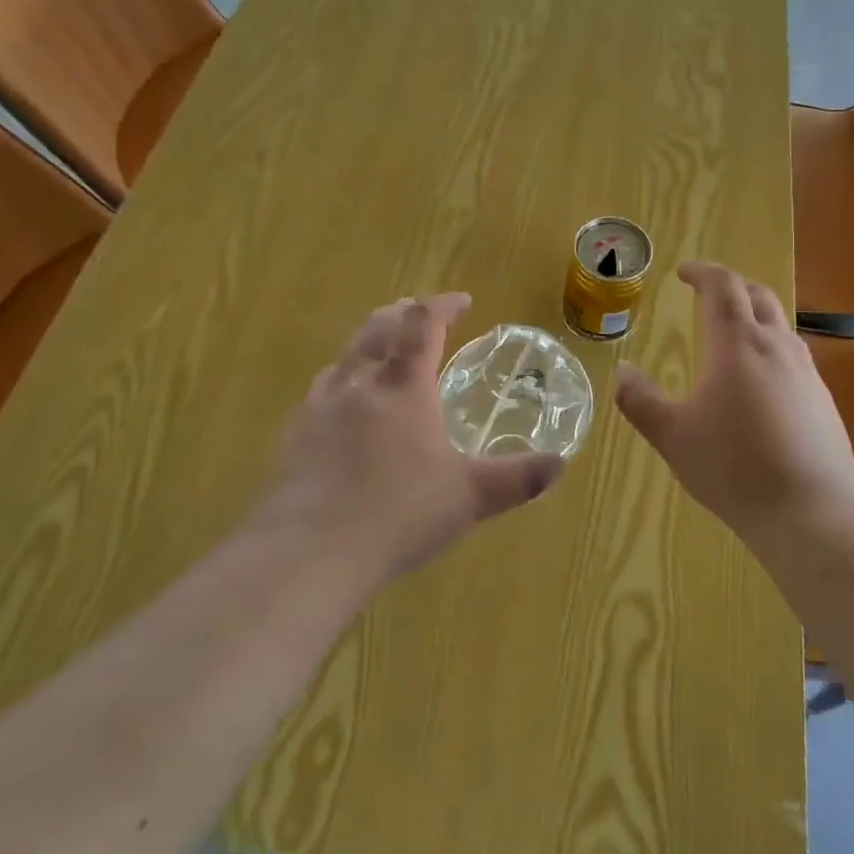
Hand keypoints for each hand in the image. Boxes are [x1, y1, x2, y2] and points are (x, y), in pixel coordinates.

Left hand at [259, 294, 564, 584]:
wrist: (308, 552)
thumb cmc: (398, 514)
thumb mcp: (469, 497)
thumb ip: (517, 478)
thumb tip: (560, 464)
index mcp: (403, 387)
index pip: (423, 324)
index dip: (443, 305)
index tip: (461, 301)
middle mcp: (359, 384)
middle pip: (378, 328)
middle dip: (402, 314)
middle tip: (418, 314)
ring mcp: (319, 408)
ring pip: (344, 356)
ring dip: (367, 343)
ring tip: (380, 354)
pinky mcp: (292, 436)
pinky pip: (319, 393)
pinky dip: (340, 383)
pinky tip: (341, 411)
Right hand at [615, 262, 853, 540]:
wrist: (810, 510)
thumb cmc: (733, 467)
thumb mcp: (672, 436)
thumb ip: (640, 400)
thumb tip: (622, 371)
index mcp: (736, 344)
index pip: (722, 287)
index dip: (702, 273)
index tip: (683, 272)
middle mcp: (775, 346)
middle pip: (757, 296)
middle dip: (731, 288)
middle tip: (706, 298)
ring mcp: (806, 371)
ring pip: (780, 325)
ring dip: (754, 317)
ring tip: (731, 338)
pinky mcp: (823, 398)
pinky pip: (794, 356)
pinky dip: (771, 350)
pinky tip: (759, 384)